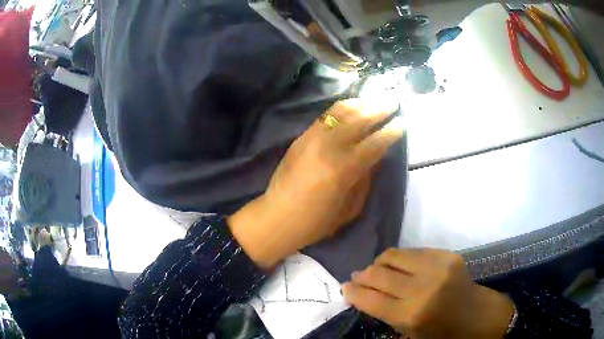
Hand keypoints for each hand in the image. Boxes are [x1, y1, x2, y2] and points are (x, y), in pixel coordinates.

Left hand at [229, 99, 403, 269]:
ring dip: (361, 103)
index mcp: (344, 170)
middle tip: (393, 102)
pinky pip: (325, 115)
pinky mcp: (302, 137)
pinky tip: (352, 106)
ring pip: (341, 112)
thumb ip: (365, 179)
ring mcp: (312, 138)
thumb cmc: (317, 221)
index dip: (390, 132)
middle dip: (379, 109)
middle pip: (359, 120)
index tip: (402, 123)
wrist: (278, 216)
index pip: (374, 143)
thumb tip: (376, 156)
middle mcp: (329, 147)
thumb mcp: (350, 208)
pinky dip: (342, 108)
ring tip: (375, 100)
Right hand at [342, 249, 513, 338]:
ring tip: (378, 270)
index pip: (370, 298)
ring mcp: (437, 267)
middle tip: (357, 277)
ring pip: (393, 255)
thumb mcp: (409, 334)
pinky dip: (401, 259)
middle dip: (362, 275)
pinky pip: (413, 251)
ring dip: (380, 263)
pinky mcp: (447, 255)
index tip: (345, 288)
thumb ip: (384, 314)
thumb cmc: (441, 333)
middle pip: (378, 274)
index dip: (352, 292)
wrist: (476, 315)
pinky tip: (401, 267)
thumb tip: (362, 295)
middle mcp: (422, 288)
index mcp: (410, 314)